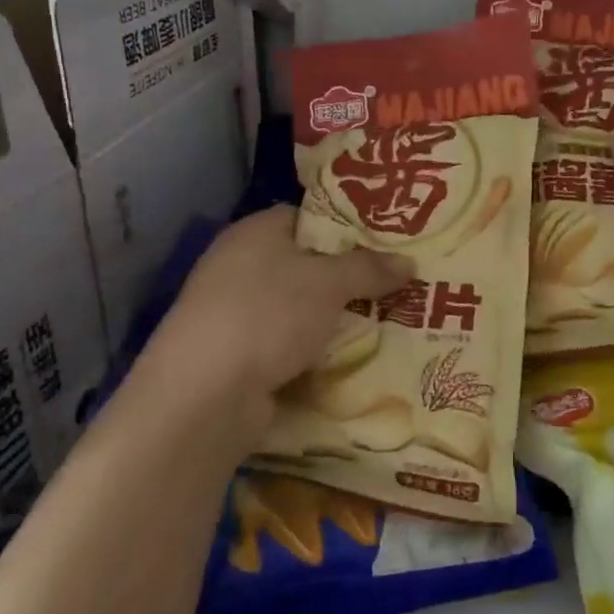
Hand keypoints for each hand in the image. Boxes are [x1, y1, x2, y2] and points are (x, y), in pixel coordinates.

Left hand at [142, 207, 412, 441]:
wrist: (204, 395)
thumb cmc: (268, 315)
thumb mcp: (329, 283)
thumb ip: (370, 269)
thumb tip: (409, 262)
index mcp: (255, 232)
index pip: (308, 217)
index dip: (347, 227)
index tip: (387, 242)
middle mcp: (239, 265)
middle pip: (307, 264)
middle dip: (349, 278)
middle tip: (397, 284)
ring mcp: (234, 313)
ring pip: (300, 308)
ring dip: (335, 318)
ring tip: (387, 321)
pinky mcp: (236, 355)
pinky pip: (288, 344)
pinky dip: (315, 350)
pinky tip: (352, 358)